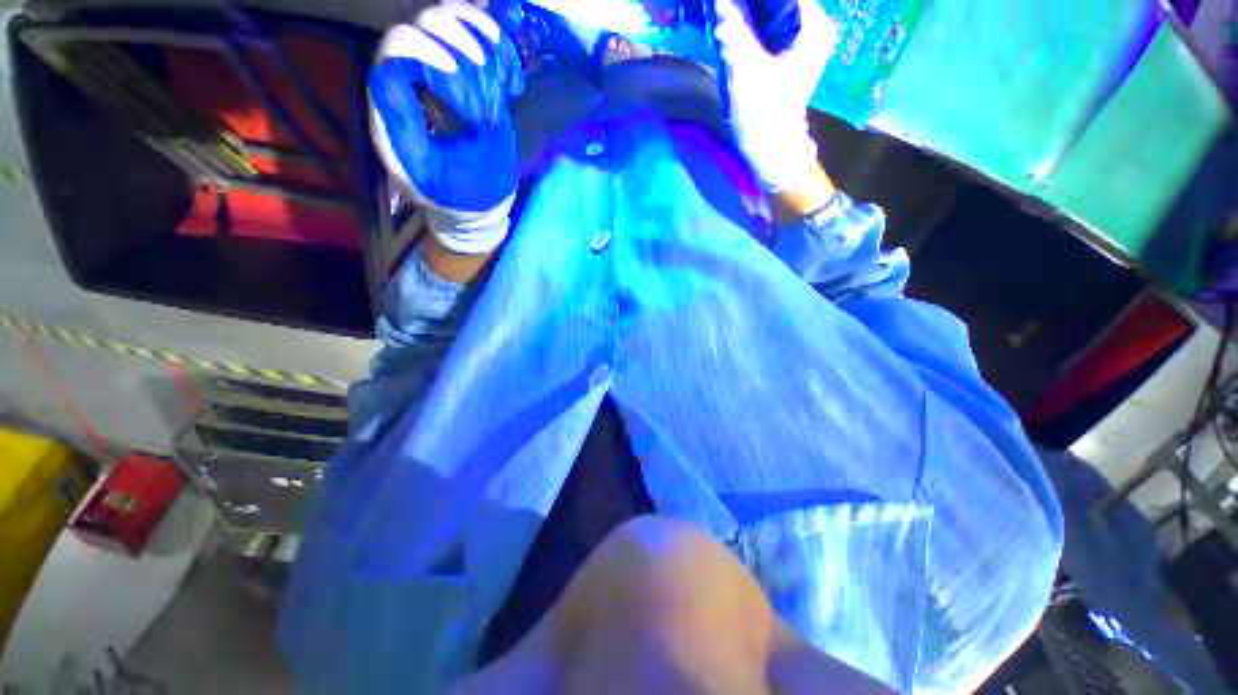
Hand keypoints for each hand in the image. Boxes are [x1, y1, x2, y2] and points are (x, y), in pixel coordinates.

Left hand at [369, 1, 525, 254]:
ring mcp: (438, 67)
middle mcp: (410, 75)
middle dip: (465, 58)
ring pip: (452, 17)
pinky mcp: (465, 72)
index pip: (399, 48)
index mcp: (392, 103)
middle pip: (425, 23)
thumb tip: (411, 79)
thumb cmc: (455, 192)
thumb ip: (409, 126)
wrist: (478, 200)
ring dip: (484, 47)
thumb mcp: (428, 172)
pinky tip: (513, 83)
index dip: (432, 59)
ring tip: (505, 88)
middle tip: (490, 105)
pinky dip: (500, 49)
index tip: (472, 107)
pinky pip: (478, 33)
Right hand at [712, 0, 836, 196]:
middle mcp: (811, 25)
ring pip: (769, 10)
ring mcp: (798, 38)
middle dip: (749, 1)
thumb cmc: (764, 114)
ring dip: (745, 9)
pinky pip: (764, 25)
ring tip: (722, 10)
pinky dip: (747, 22)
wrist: (770, 150)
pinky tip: (728, 21)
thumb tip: (719, 0)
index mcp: (813, 25)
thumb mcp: (746, 71)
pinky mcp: (784, 52)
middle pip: (776, 0)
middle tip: (723, 4)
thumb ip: (732, 31)